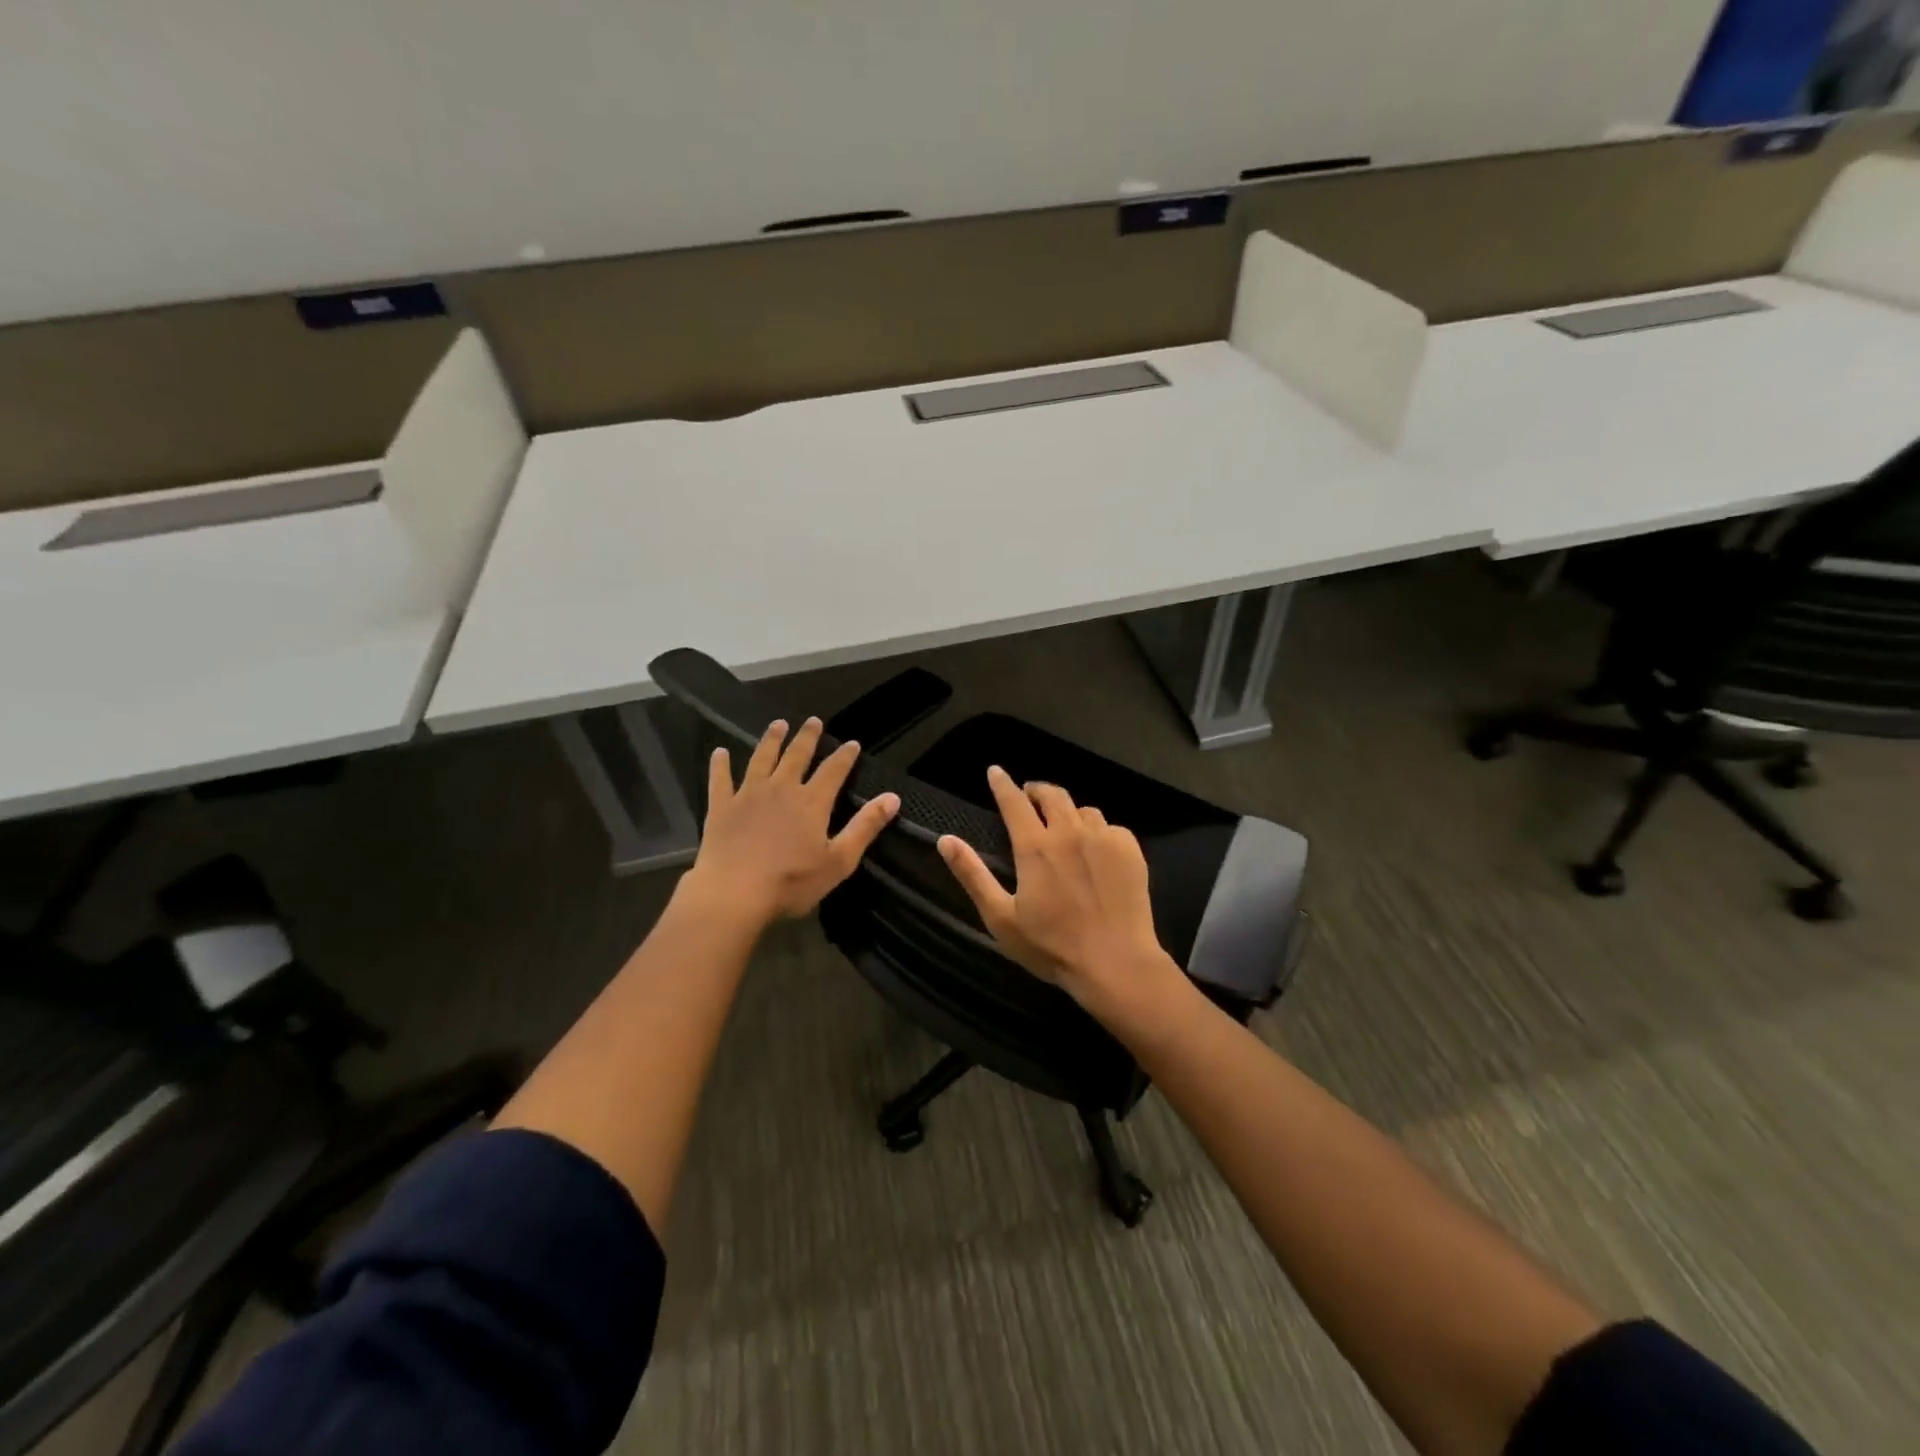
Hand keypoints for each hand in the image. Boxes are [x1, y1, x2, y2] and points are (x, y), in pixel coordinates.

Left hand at [685, 718, 899, 925]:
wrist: (734, 894)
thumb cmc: (791, 882)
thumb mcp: (839, 861)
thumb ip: (865, 827)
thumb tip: (893, 797)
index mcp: (812, 802)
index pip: (833, 771)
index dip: (845, 756)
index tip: (852, 743)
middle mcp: (781, 789)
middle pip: (796, 756)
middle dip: (807, 737)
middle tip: (813, 721)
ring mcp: (748, 795)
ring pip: (761, 759)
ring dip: (771, 740)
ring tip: (778, 724)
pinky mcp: (721, 807)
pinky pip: (720, 779)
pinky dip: (720, 764)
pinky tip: (720, 752)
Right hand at [938, 766, 1185, 1020]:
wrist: (1116, 963)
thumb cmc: (1051, 946)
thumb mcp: (1000, 917)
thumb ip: (972, 874)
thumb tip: (945, 840)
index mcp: (1035, 847)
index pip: (1014, 801)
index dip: (1002, 784)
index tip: (995, 771)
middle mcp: (1070, 832)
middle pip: (1052, 794)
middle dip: (1036, 791)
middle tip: (1029, 798)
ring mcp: (1104, 839)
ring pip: (1083, 809)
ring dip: (1068, 812)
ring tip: (1064, 826)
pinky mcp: (1131, 850)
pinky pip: (1111, 827)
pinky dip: (1098, 831)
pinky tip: (1096, 849)